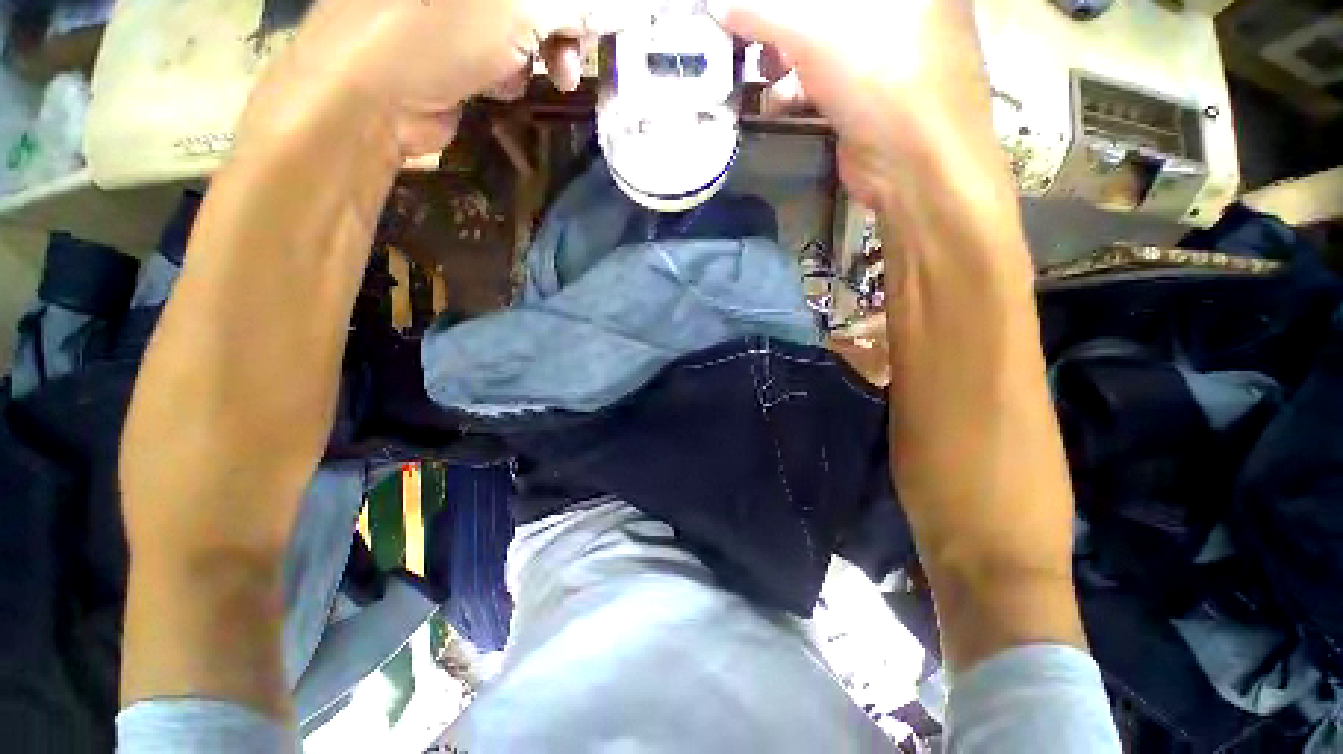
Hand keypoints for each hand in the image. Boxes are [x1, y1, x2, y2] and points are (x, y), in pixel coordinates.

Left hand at [241, 0, 638, 157]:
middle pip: (536, 0)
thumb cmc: (440, 34)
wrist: (372, 98)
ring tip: (552, 79)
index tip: (596, 27)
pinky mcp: (450, 47)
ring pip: (521, 26)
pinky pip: (498, 52)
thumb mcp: (518, 10)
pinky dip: (509, 71)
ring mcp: (453, 12)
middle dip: (563, 29)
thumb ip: (570, 7)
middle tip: (575, 61)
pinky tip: (500, 85)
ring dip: (541, 55)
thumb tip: (614, 12)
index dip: (575, 5)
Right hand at [711, 0, 1000, 210]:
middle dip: (778, 18)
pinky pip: (826, 76)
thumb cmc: (878, 76)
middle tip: (747, 33)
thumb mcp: (813, 32)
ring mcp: (886, 50)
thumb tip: (716, 3)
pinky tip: (775, 102)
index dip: (784, 1)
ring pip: (822, 39)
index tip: (750, 8)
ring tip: (759, 69)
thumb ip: (761, 11)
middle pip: (823, 8)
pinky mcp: (870, 91)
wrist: (914, 163)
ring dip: (782, 54)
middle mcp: (898, 4)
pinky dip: (798, 87)